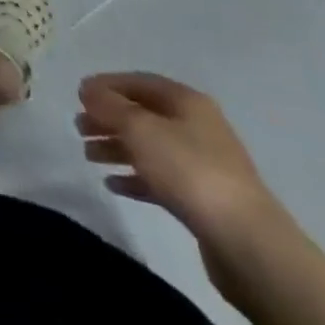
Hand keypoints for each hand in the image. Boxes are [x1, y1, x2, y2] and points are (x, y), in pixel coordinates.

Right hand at [78, 72, 280, 247]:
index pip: (139, 82)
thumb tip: (87, 89)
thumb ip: (109, 106)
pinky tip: (112, 184)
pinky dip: (134, 177)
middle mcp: (196, 127)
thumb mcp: (140, 129)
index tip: (78, 95)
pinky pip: (159, 179)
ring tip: (88, 155)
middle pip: (143, 115)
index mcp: (187, 102)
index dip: (107, 85)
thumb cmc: (189, 171)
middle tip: (78, 128)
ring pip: (149, 147)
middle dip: (109, 119)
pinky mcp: (201, 200)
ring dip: (117, 148)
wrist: (246, 242)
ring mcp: (201, 165)